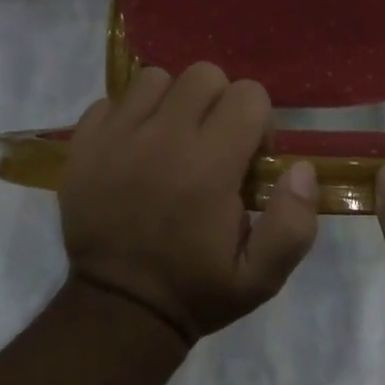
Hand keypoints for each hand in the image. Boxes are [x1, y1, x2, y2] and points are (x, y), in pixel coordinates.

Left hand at [60, 63, 318, 345]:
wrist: (118, 310)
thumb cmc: (195, 290)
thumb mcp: (261, 277)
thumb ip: (292, 223)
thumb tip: (300, 168)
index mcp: (210, 165)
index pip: (248, 94)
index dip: (258, 121)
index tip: (248, 157)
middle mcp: (163, 137)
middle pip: (203, 75)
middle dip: (218, 102)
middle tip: (212, 144)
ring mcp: (117, 136)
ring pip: (155, 79)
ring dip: (171, 103)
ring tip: (170, 141)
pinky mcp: (84, 143)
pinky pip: (111, 101)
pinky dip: (127, 117)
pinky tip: (133, 150)